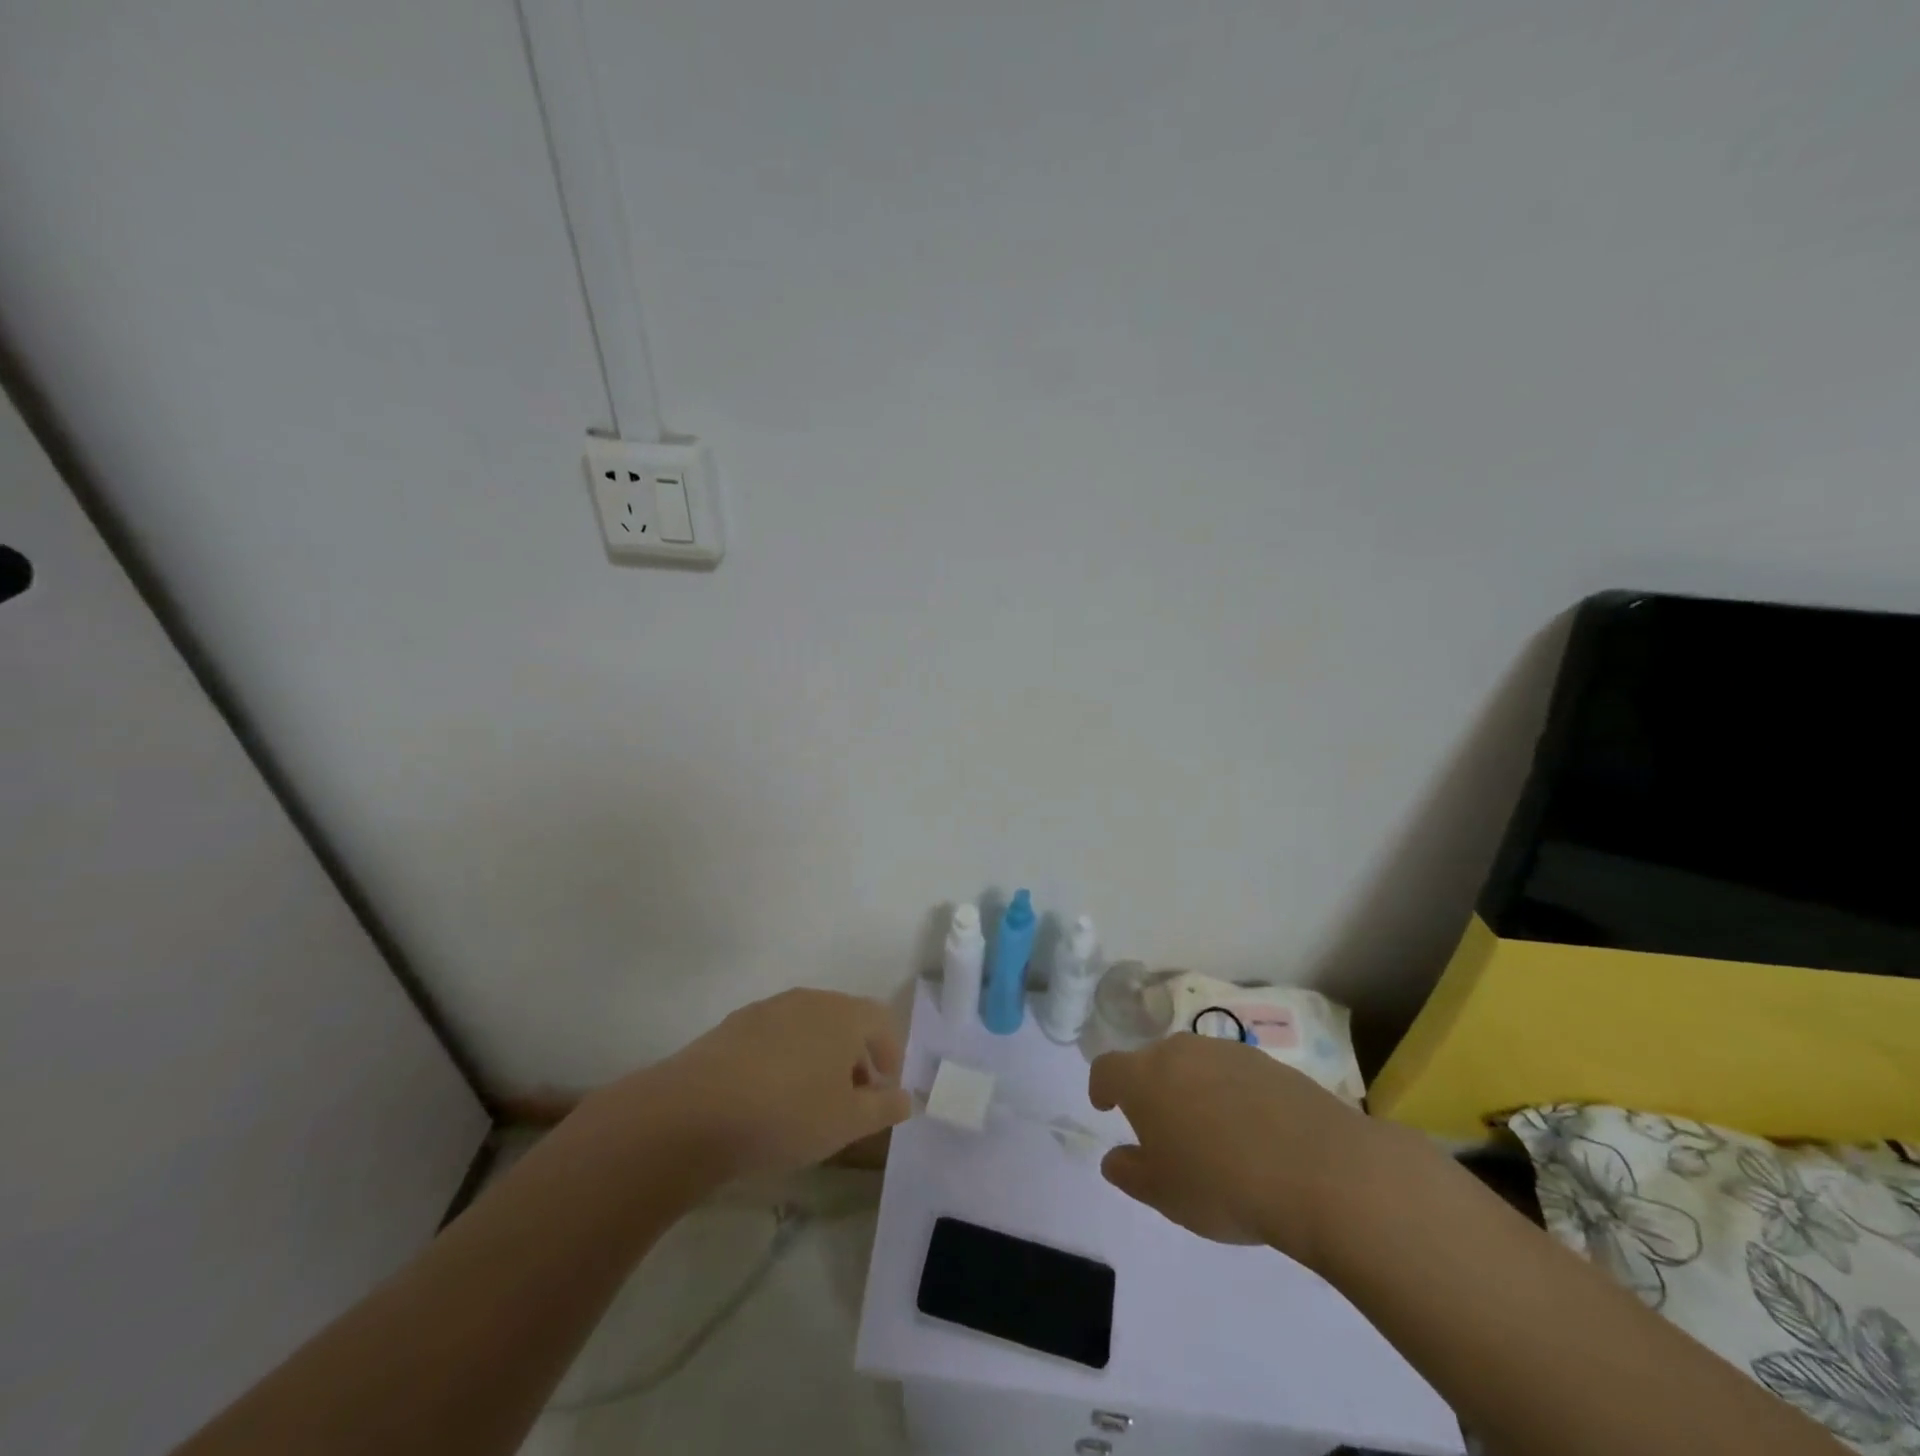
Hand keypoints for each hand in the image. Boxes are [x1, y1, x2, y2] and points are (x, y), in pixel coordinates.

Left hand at [590, 989, 910, 1183]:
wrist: (695, 1112)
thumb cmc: (788, 1113)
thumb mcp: (848, 1121)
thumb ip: (885, 1107)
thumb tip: (906, 1097)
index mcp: (844, 1013)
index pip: (882, 1021)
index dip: (891, 1054)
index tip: (886, 1090)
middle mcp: (809, 999)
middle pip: (844, 1021)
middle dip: (855, 1057)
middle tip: (852, 1100)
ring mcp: (767, 1009)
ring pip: (807, 1028)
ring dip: (818, 1058)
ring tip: (809, 1102)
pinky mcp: (733, 1026)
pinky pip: (773, 1038)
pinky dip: (783, 1060)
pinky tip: (768, 1098)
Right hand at [1089, 1033, 1398, 1264]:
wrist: (1320, 1170)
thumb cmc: (1223, 1185)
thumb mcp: (1165, 1195)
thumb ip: (1131, 1173)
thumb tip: (1114, 1159)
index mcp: (1143, 1078)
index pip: (1107, 1068)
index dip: (1102, 1087)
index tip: (1105, 1106)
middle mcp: (1179, 1052)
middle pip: (1152, 1061)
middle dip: (1150, 1089)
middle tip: (1162, 1129)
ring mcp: (1226, 1051)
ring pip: (1194, 1064)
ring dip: (1192, 1089)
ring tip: (1210, 1132)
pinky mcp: (1268, 1062)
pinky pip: (1234, 1074)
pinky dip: (1231, 1094)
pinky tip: (1252, 1131)